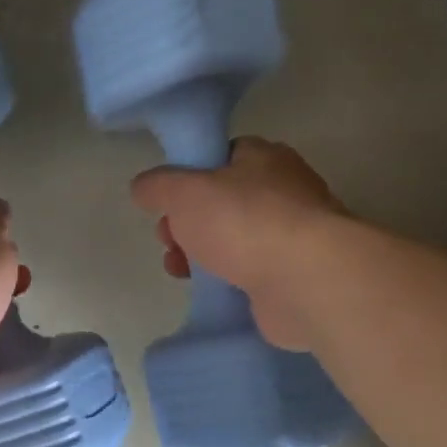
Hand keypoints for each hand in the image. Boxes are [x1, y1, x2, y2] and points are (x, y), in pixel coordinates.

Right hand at [130, 137, 344, 350]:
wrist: (304, 279)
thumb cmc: (243, 222)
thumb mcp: (184, 192)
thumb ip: (158, 186)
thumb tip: (143, 187)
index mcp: (262, 158)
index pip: (219, 157)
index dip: (186, 178)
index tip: (165, 203)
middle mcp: (282, 190)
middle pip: (220, 203)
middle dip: (186, 224)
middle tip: (168, 241)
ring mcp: (290, 234)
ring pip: (231, 240)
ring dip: (198, 255)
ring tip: (180, 271)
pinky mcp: (292, 273)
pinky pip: (247, 271)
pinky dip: (224, 280)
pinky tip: (209, 289)